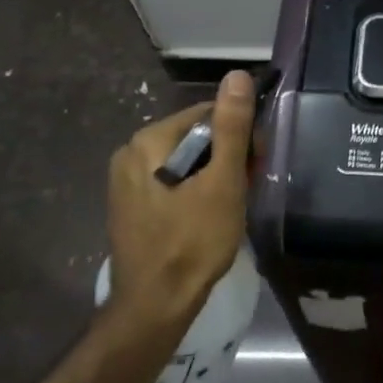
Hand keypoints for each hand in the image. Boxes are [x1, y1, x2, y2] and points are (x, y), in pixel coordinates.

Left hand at [105, 70, 256, 327]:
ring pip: (185, 161)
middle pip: (195, 136)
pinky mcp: (130, 205)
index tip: (257, 164)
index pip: (207, 114)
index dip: (240, 135)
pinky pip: (171, 182)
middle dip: (226, 156)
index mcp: (149, 140)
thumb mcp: (223, 181)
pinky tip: (207, 215)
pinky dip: (194, 190)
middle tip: (246, 188)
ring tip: (230, 205)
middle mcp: (130, 152)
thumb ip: (232, 127)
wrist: (155, 306)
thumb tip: (238, 76)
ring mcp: (126, 181)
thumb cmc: (194, 241)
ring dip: (214, 175)